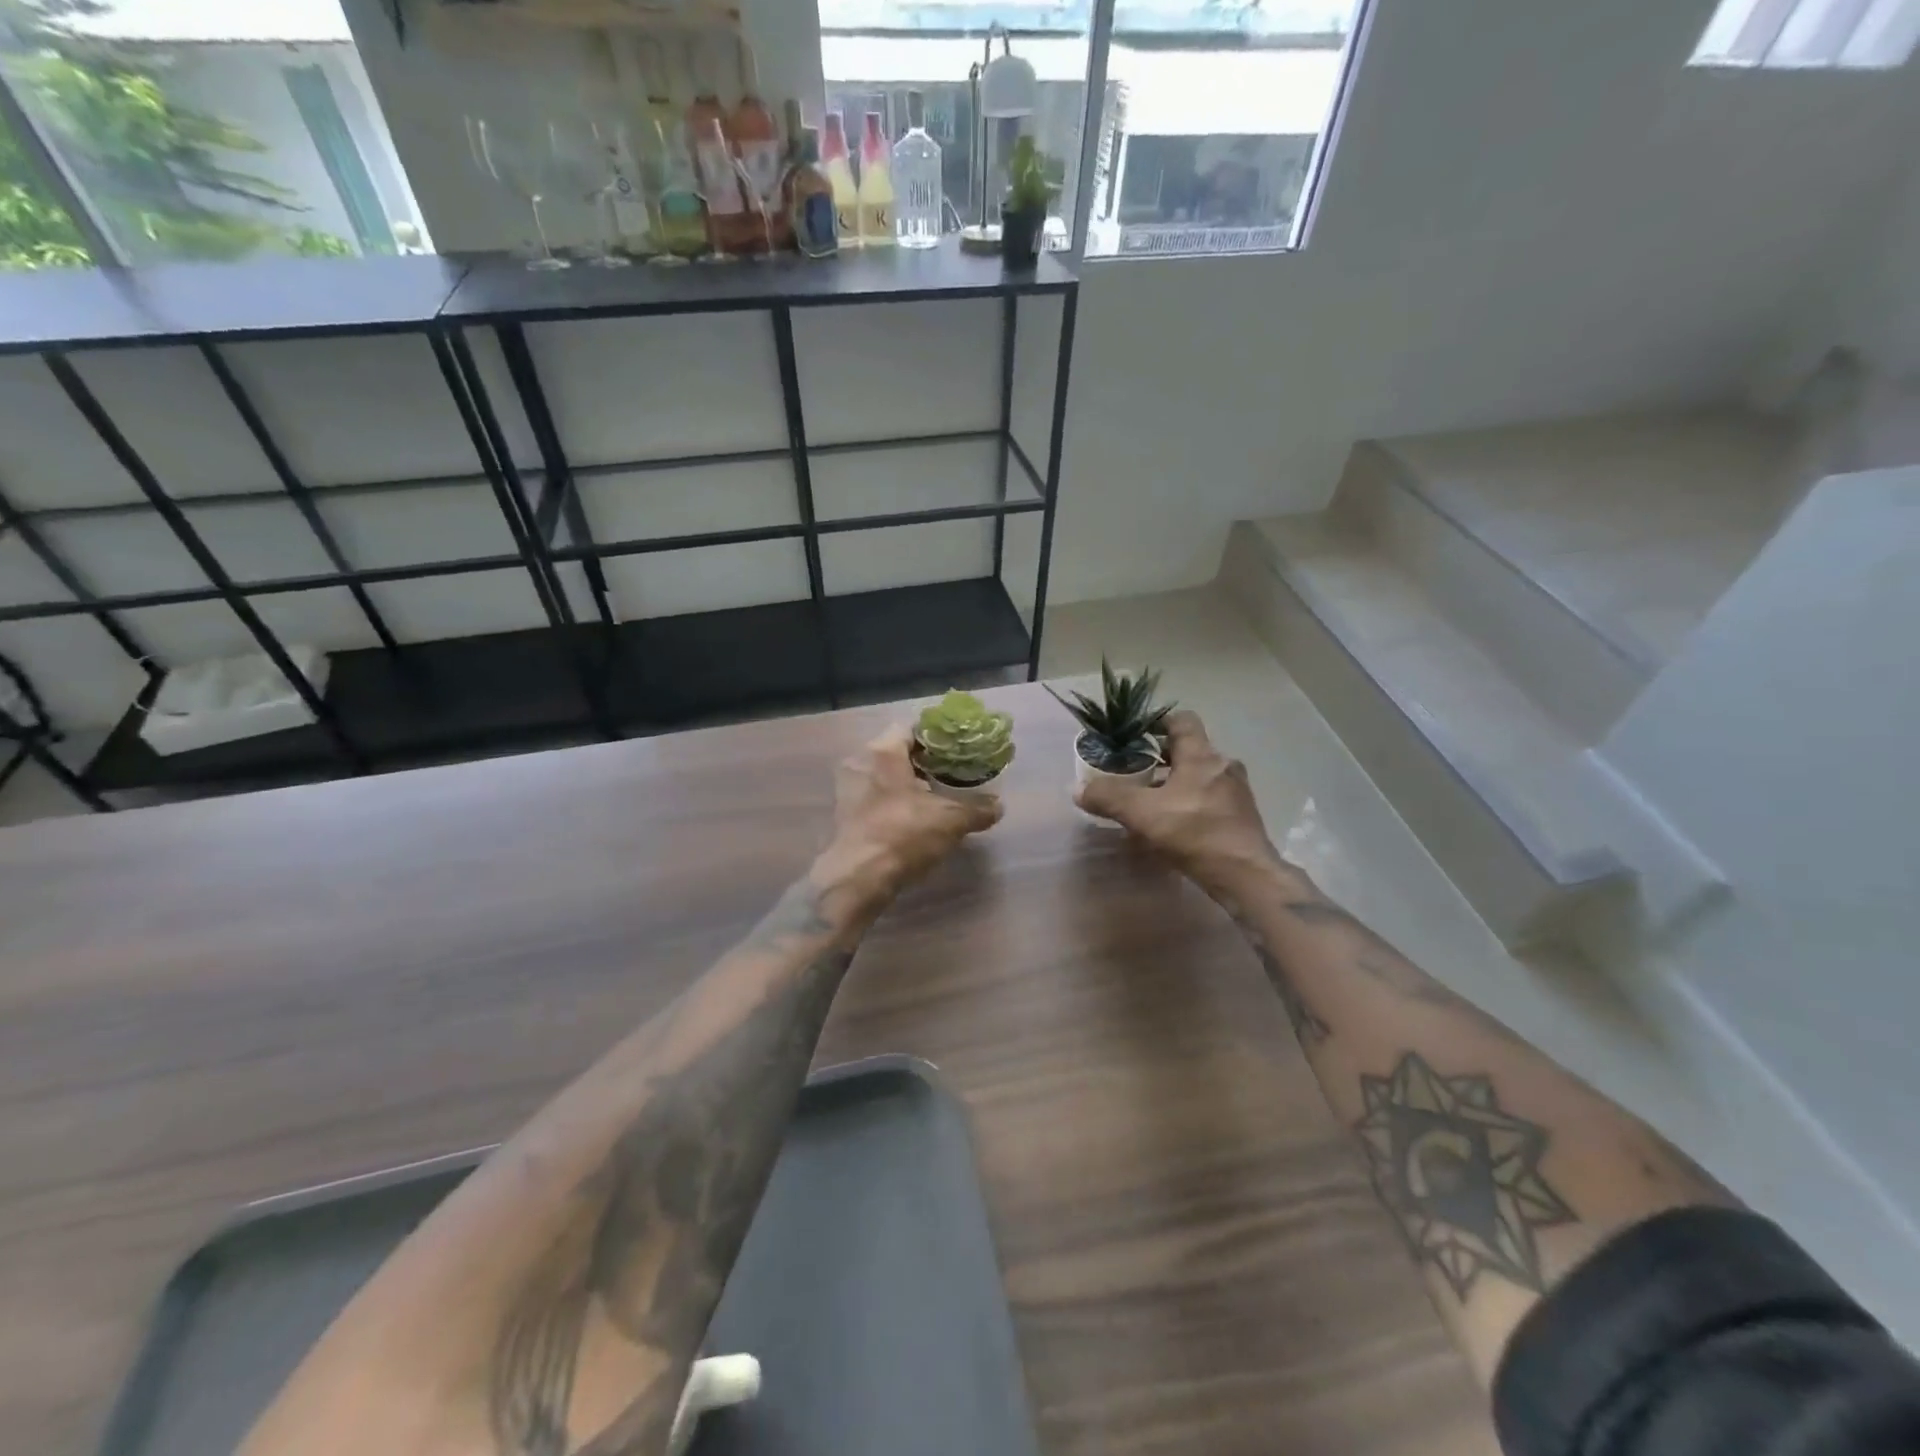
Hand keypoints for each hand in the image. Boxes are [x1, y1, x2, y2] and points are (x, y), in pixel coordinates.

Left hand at [813, 725, 1001, 919]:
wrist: (859, 878)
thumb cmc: (903, 834)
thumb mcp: (950, 820)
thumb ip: (977, 809)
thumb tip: (998, 806)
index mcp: (883, 751)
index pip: (911, 728)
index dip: (936, 737)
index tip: (957, 749)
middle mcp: (860, 762)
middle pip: (896, 752)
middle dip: (923, 762)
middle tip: (951, 773)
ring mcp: (848, 789)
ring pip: (884, 776)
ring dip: (908, 784)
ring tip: (936, 797)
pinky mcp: (844, 815)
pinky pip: (874, 797)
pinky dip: (894, 802)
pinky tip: (915, 819)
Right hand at [1075, 711, 1282, 896]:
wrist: (1245, 875)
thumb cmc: (1195, 833)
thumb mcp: (1142, 814)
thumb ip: (1109, 797)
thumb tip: (1078, 789)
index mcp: (1201, 755)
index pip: (1182, 720)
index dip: (1158, 723)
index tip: (1136, 736)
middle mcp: (1222, 765)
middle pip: (1189, 749)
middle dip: (1161, 757)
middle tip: (1135, 771)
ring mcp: (1236, 791)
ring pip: (1200, 775)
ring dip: (1175, 782)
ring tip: (1150, 801)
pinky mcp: (1241, 816)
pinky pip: (1210, 798)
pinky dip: (1190, 802)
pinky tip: (1174, 825)